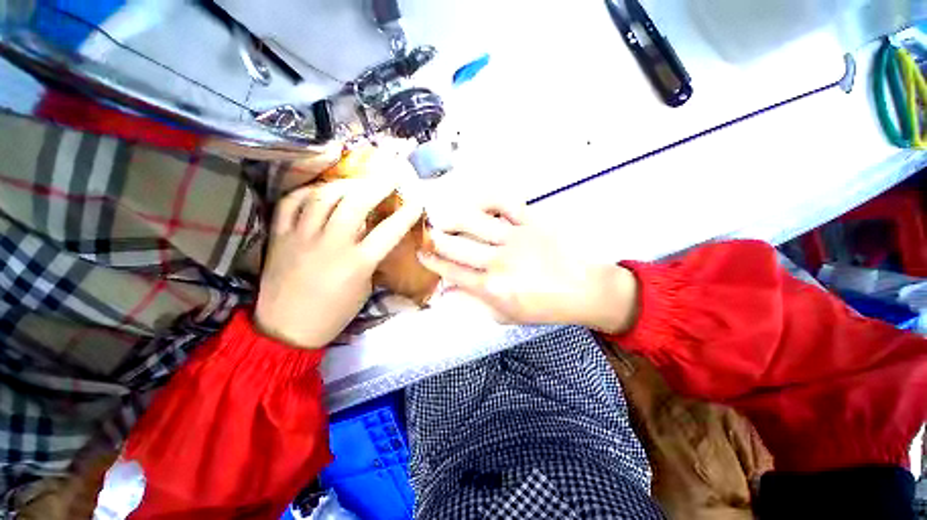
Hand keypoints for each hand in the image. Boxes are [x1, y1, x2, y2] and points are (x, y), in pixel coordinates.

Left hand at [255, 179, 423, 347]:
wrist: (286, 329)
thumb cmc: (334, 313)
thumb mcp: (365, 288)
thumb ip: (372, 259)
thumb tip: (378, 236)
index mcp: (356, 264)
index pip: (388, 232)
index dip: (407, 213)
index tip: (418, 200)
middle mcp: (330, 246)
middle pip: (355, 203)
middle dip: (378, 184)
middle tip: (391, 174)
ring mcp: (301, 238)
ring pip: (324, 197)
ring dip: (346, 183)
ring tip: (359, 180)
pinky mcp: (279, 237)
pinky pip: (291, 203)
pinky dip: (308, 191)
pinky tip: (322, 190)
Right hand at [418, 203, 638, 332]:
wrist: (585, 290)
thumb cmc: (544, 307)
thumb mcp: (505, 316)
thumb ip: (473, 303)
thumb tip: (444, 294)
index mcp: (493, 288)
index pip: (452, 271)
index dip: (432, 261)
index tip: (420, 253)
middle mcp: (499, 261)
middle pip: (456, 245)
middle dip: (434, 238)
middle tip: (425, 234)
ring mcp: (516, 238)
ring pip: (473, 222)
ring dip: (452, 218)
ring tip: (442, 218)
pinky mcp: (532, 221)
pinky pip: (504, 203)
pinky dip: (486, 199)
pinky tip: (474, 203)